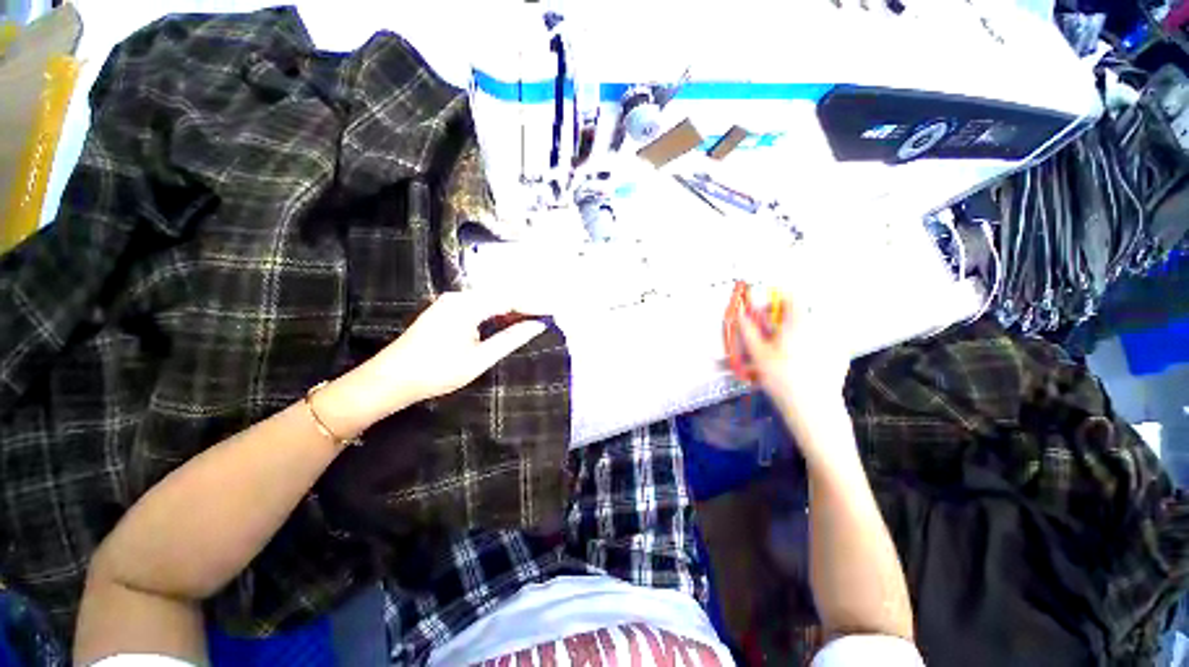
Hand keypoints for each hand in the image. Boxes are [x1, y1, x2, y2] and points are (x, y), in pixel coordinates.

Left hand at [317, 291, 548, 436]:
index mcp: (468, 305)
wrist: (389, 380)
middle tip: (546, 316)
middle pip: (501, 295)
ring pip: (490, 300)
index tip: (554, 311)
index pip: (510, 298)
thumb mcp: (479, 358)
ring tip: (531, 320)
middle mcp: (459, 296)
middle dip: (524, 305)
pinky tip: (505, 322)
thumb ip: (511, 339)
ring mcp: (450, 302)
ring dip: (511, 309)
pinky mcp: (445, 310)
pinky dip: (496, 313)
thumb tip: (537, 326)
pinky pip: (478, 306)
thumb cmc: (437, 371)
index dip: (534, 304)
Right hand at [734, 293, 851, 441]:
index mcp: (799, 320)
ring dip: (795, 332)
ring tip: (784, 353)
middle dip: (781, 320)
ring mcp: (834, 339)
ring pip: (810, 327)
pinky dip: (810, 345)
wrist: (813, 408)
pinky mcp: (840, 354)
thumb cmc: (781, 377)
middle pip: (799, 312)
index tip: (763, 315)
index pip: (790, 295)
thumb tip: (740, 313)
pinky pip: (822, 341)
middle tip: (769, 338)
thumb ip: (748, 330)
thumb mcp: (758, 353)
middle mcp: (820, 324)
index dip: (773, 301)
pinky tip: (801, 363)